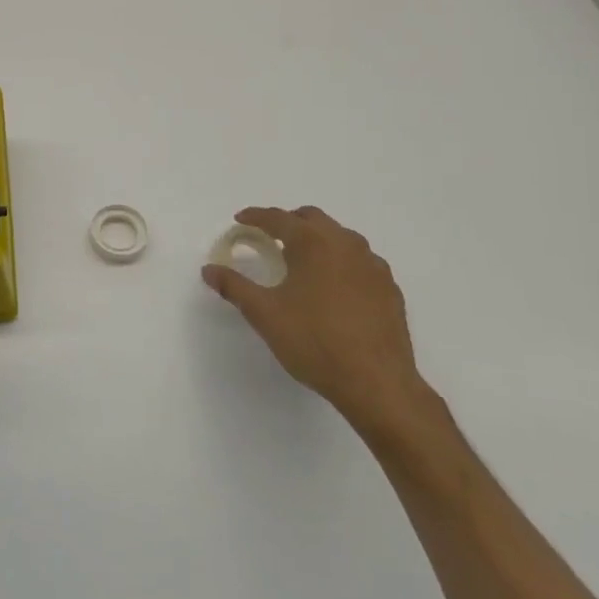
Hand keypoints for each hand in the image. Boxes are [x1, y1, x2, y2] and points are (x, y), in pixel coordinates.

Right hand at [202, 206, 430, 439]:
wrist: (377, 382)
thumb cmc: (314, 341)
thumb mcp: (265, 314)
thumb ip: (234, 286)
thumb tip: (209, 270)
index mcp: (313, 243)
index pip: (279, 218)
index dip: (256, 216)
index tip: (240, 219)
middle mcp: (346, 244)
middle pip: (313, 219)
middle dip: (288, 222)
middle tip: (268, 238)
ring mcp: (373, 265)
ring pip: (340, 237)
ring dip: (317, 239)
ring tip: (301, 261)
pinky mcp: (389, 288)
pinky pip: (360, 261)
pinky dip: (340, 261)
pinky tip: (333, 286)